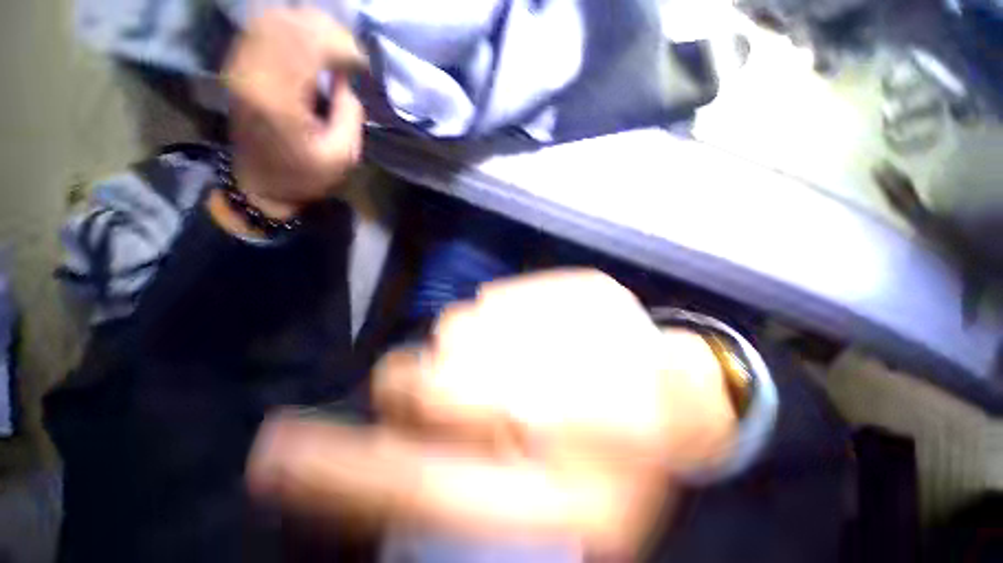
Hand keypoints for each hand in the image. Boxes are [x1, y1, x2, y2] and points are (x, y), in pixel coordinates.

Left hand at [224, 8, 366, 219]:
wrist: (262, 184)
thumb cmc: (306, 175)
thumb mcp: (343, 155)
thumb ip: (350, 112)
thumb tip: (345, 79)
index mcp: (280, 99)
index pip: (310, 45)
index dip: (342, 46)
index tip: (363, 64)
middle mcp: (253, 73)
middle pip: (290, 23)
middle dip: (328, 32)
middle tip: (350, 52)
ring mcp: (240, 66)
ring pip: (275, 20)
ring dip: (309, 28)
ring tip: (332, 47)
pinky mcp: (237, 66)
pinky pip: (262, 29)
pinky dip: (290, 30)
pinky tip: (308, 46)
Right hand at [247, 270, 736, 555]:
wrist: (684, 397)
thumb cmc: (624, 468)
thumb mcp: (554, 521)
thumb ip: (463, 497)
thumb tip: (394, 455)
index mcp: (559, 488)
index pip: (415, 480)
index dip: (336, 470)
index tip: (276, 452)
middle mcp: (562, 398)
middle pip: (429, 377)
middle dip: (414, 385)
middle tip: (444, 390)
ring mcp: (579, 327)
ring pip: (460, 325)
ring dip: (463, 350)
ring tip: (511, 366)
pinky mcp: (586, 287)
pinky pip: (500, 297)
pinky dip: (501, 319)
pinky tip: (540, 338)